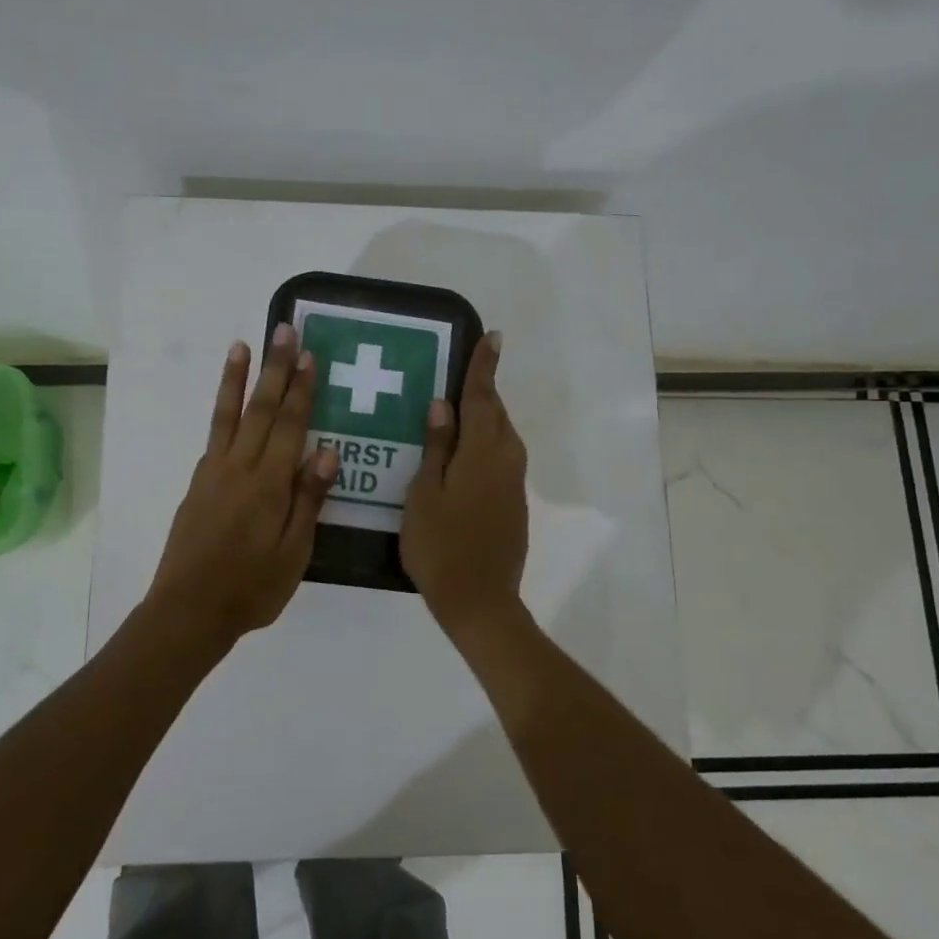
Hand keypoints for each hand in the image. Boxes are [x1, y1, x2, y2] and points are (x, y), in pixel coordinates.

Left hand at [146, 325, 338, 647]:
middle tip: (283, 331)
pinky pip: (213, 438)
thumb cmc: (251, 588)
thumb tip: (325, 451)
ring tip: (241, 346)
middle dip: (274, 368)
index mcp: (268, 484)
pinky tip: (227, 406)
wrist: (188, 611)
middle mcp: (239, 468)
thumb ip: (308, 500)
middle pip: (260, 409)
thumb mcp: (293, 552)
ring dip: (237, 379)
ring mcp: (213, 474)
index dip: (301, 389)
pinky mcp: (197, 485)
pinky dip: (220, 414)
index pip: (290, 426)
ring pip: (228, 416)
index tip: (308, 356)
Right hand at [400, 332, 528, 633]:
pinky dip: (486, 445)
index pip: (483, 398)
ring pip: (502, 438)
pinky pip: (501, 459)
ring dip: (486, 418)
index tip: (493, 337)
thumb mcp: (425, 494)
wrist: (480, 601)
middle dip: (484, 392)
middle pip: (497, 415)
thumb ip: (436, 447)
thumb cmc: (441, 546)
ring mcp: (514, 484)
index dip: (484, 367)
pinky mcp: (514, 504)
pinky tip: (464, 456)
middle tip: (462, 374)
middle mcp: (506, 461)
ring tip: (458, 412)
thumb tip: (441, 405)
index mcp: (483, 453)